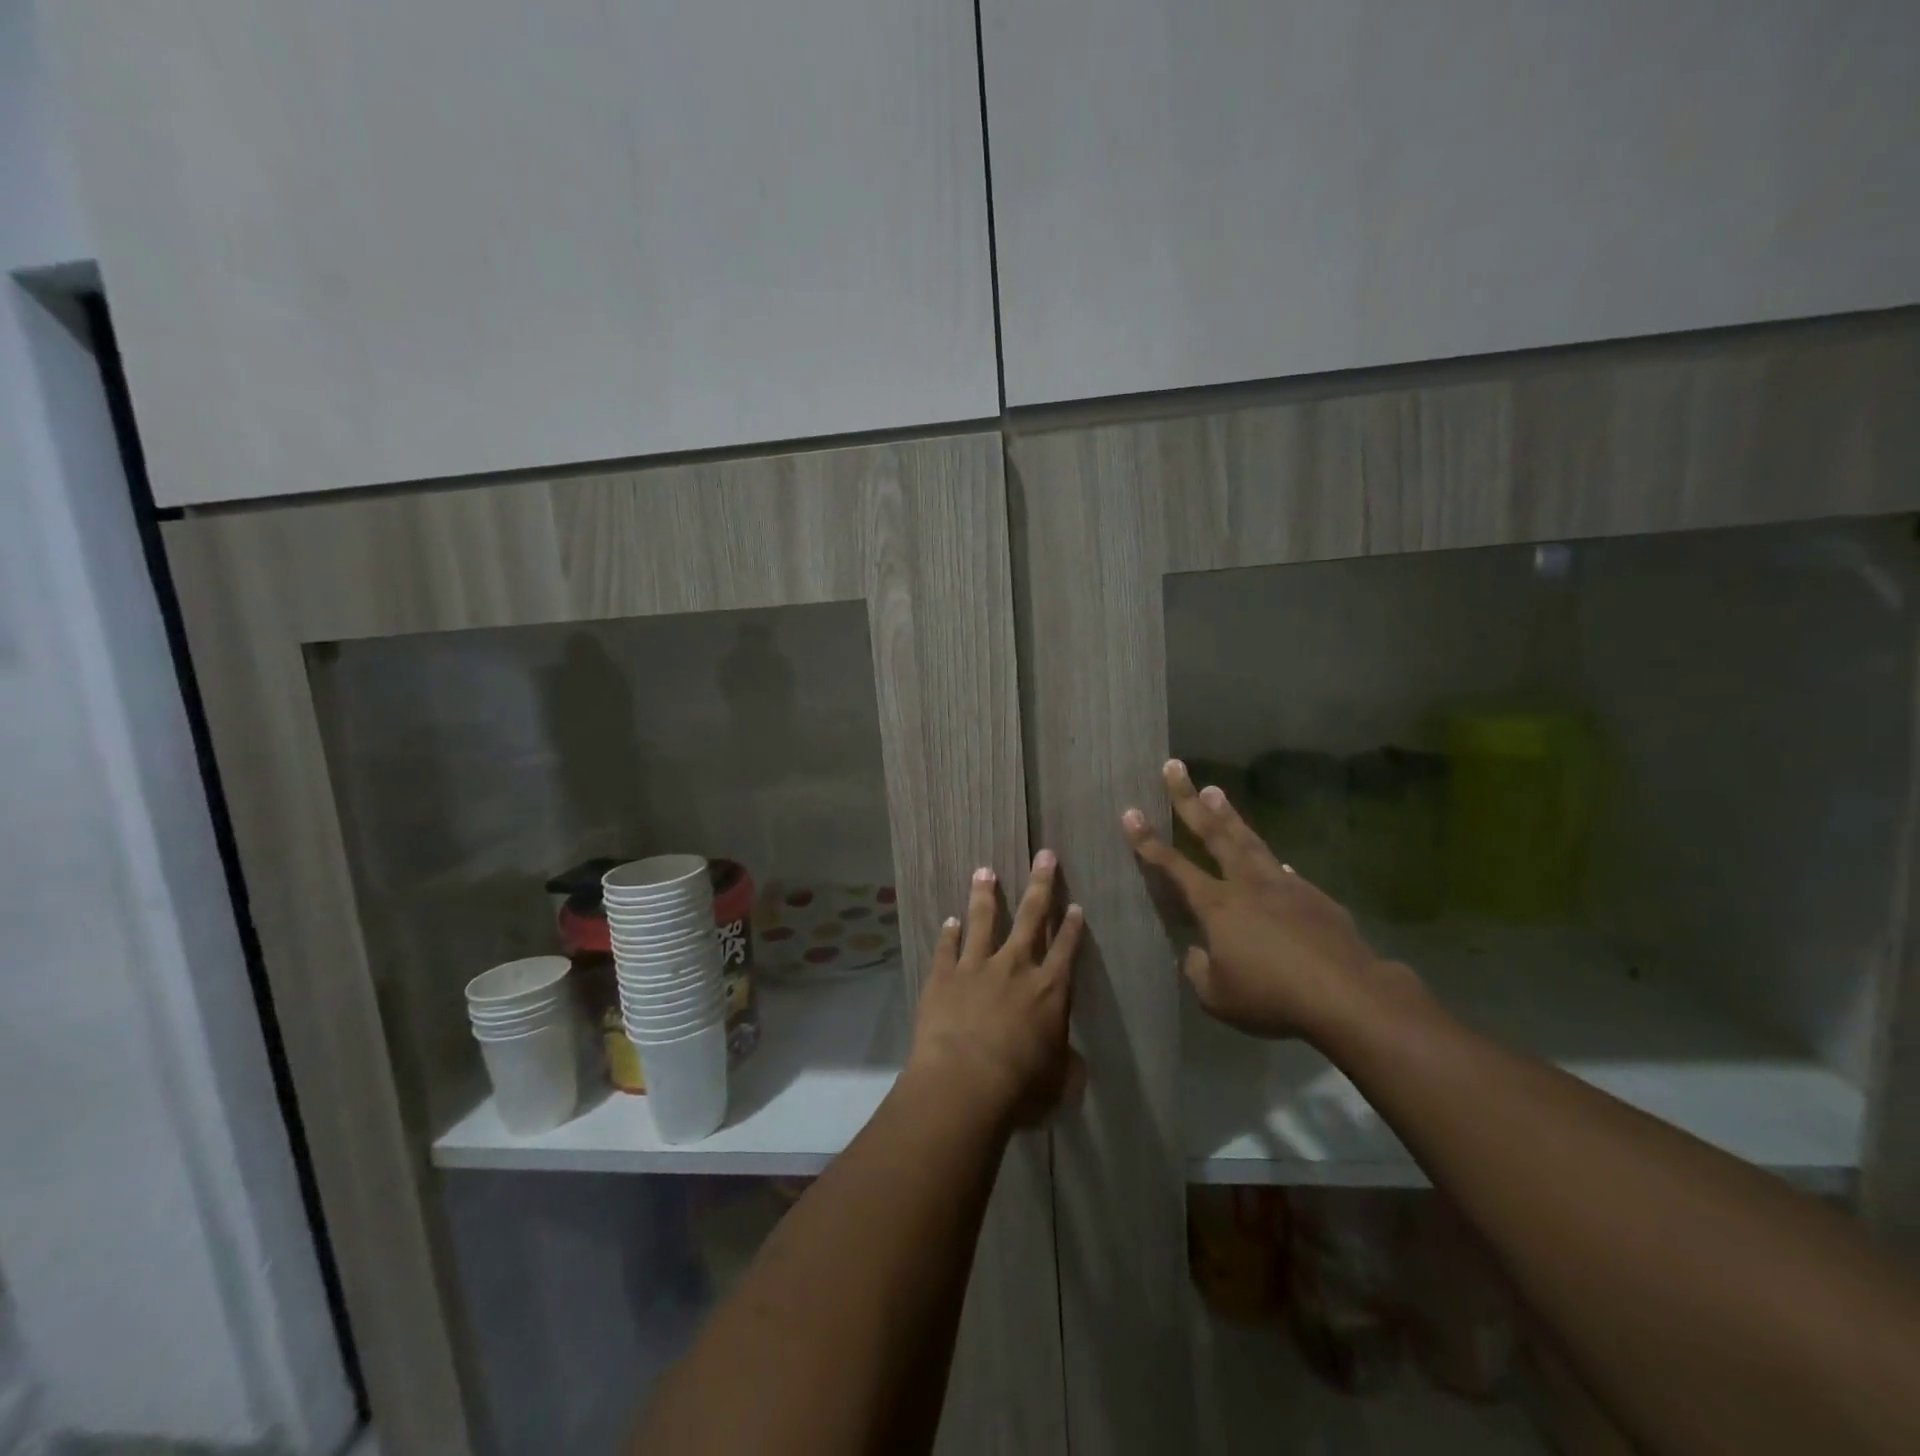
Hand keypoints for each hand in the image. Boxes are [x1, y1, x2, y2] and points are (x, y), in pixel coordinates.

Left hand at [907, 852, 1085, 1125]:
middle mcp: (1016, 967)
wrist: (964, 1082)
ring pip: (983, 920)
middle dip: (1040, 884)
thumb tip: (1074, 1063)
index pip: (1065, 948)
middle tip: (1044, 855)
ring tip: (984, 870)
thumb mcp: (1057, 1083)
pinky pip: (947, 947)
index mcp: (1049, 989)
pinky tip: (949, 920)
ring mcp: (977, 966)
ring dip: (985, 894)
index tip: (1075, 903)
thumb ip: (1066, 1066)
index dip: (1072, 926)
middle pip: (1030, 917)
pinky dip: (948, 932)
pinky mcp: (943, 976)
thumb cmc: (1020, 1087)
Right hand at [1122, 759, 1410, 1040]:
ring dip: (1228, 814)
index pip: (1173, 866)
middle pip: (1212, 833)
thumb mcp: (1218, 997)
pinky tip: (1276, 864)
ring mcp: (1284, 885)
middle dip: (1187, 800)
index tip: (1130, 812)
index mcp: (1216, 905)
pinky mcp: (1314, 897)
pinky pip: (1286, 873)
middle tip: (1174, 767)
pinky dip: (1273, 863)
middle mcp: (1246, 884)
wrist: (1348, 995)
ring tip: (1213, 790)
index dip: (1147, 841)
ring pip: (1249, 840)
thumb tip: (1197, 953)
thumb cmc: (1273, 997)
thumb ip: (1199, 970)